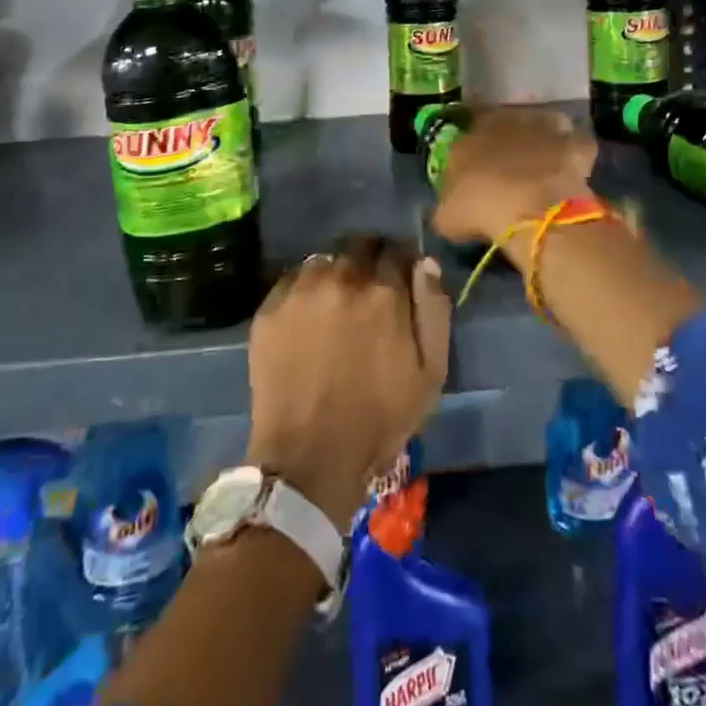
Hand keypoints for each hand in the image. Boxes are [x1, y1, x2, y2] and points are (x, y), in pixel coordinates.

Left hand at [246, 236, 451, 528]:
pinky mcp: (270, 307)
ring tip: (335, 305)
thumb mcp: (430, 374)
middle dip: (369, 261)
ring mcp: (302, 290)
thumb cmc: (379, 420)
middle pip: (360, 246)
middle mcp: (343, 277)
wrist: (308, 459)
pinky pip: (294, 281)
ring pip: (326, 260)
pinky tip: (307, 319)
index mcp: (385, 291)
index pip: (397, 250)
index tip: (400, 281)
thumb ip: (434, 311)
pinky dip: (305, 291)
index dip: (401, 263)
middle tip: (368, 294)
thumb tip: (426, 263)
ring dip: (336, 274)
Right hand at [431, 107, 596, 249]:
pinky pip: (575, 143)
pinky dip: (575, 153)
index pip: (468, 127)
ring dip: (543, 139)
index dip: (474, 145)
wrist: (528, 207)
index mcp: (470, 133)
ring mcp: (542, 127)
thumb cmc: (479, 207)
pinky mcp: (573, 142)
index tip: (476, 163)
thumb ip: (447, 206)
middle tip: (510, 166)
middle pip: (507, 123)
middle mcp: (506, 120)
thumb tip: (449, 210)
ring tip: (544, 164)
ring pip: (543, 123)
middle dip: (508, 140)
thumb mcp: (447, 216)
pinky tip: (573, 170)